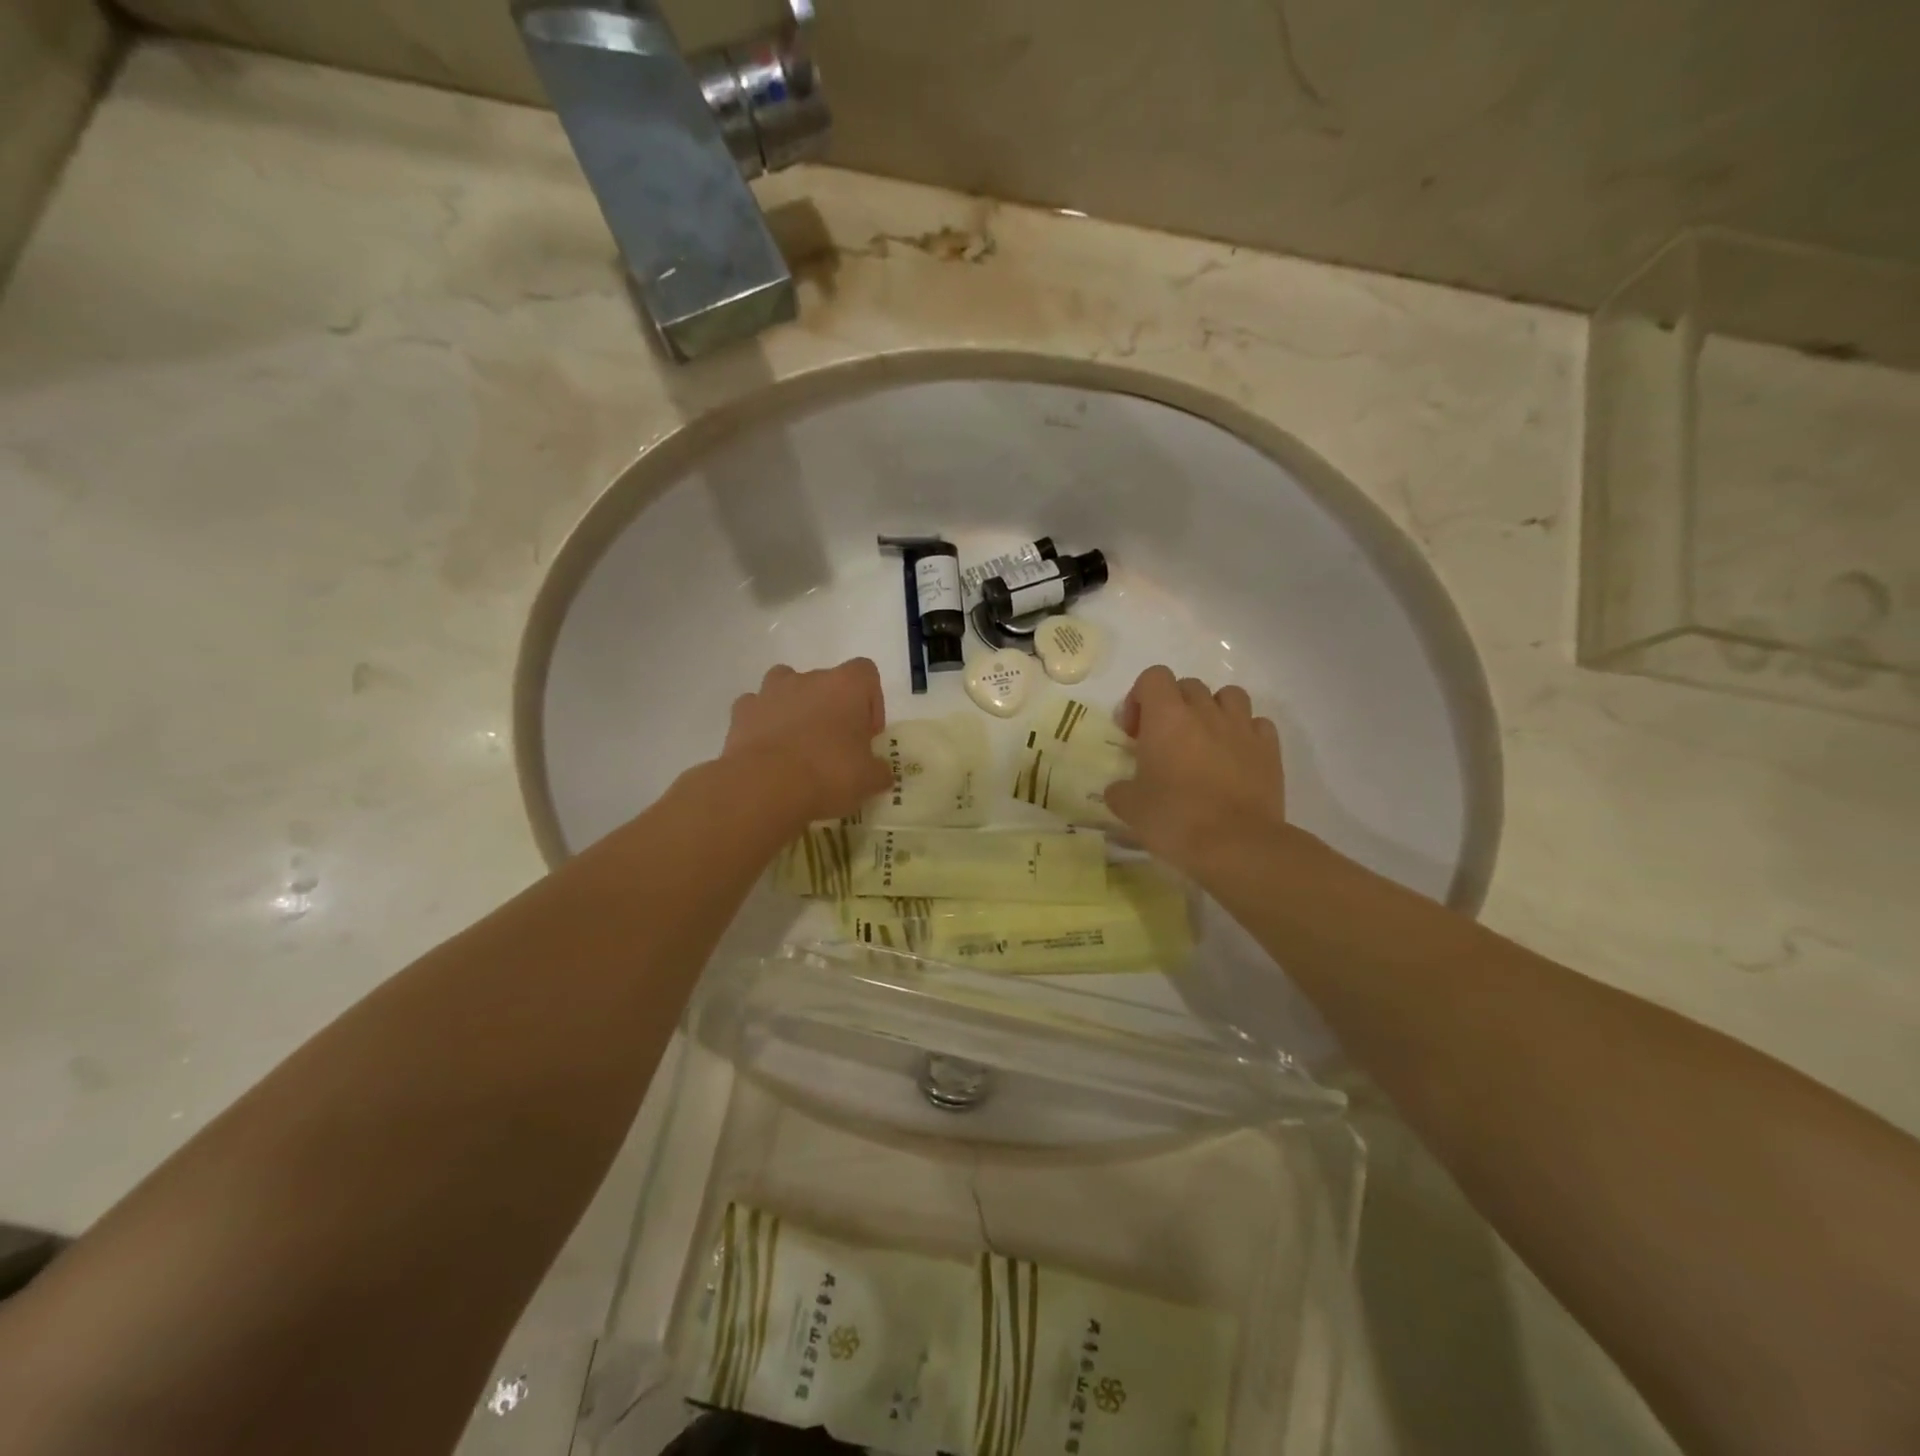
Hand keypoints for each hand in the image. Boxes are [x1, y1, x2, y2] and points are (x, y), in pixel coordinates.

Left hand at [722, 659, 890, 823]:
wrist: (764, 787)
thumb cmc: (828, 774)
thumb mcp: (868, 780)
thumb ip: (879, 771)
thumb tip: (881, 772)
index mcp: (846, 686)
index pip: (866, 673)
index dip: (871, 702)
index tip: (867, 734)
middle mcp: (808, 679)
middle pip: (826, 682)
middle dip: (832, 709)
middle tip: (835, 747)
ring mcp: (770, 692)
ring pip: (786, 687)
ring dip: (795, 708)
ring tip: (798, 745)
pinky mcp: (741, 712)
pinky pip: (756, 710)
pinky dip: (763, 724)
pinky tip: (768, 753)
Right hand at [1106, 666, 1284, 873]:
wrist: (1236, 846)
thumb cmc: (1175, 820)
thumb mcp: (1130, 808)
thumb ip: (1120, 790)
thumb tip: (1120, 789)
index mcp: (1166, 718)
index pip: (1153, 677)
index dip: (1139, 698)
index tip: (1134, 732)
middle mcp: (1205, 712)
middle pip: (1188, 686)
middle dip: (1173, 706)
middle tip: (1164, 742)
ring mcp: (1241, 728)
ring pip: (1228, 696)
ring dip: (1212, 710)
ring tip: (1204, 741)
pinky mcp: (1270, 749)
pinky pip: (1257, 724)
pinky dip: (1244, 733)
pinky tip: (1235, 757)